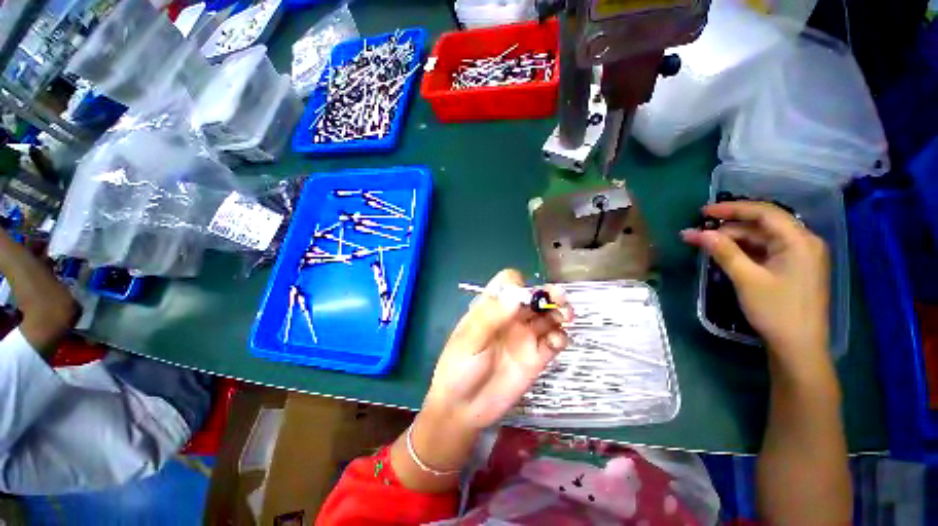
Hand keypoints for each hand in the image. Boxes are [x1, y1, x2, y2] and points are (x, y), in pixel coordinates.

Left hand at [423, 269, 573, 431]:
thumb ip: (492, 316)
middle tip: (560, 300)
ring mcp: (525, 337)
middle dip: (549, 295)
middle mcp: (511, 318)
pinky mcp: (536, 357)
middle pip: (534, 297)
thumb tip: (516, 294)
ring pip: (548, 316)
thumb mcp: (470, 339)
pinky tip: (556, 342)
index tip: (526, 297)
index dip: (520, 284)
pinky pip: (554, 341)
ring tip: (565, 318)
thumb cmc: (460, 367)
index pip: (509, 283)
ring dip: (559, 313)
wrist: (464, 408)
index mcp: (492, 307)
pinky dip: (560, 337)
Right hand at [682, 201, 829, 365]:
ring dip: (734, 240)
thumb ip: (723, 251)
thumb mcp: (747, 279)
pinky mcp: (793, 268)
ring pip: (763, 238)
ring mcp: (800, 256)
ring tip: (707, 244)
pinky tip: (726, 255)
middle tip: (700, 234)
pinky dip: (745, 251)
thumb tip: (697, 233)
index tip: (703, 213)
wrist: (799, 347)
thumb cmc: (776, 311)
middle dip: (730, 227)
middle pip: (763, 225)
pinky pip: (766, 251)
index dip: (732, 209)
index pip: (765, 213)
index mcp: (799, 241)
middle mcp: (803, 243)